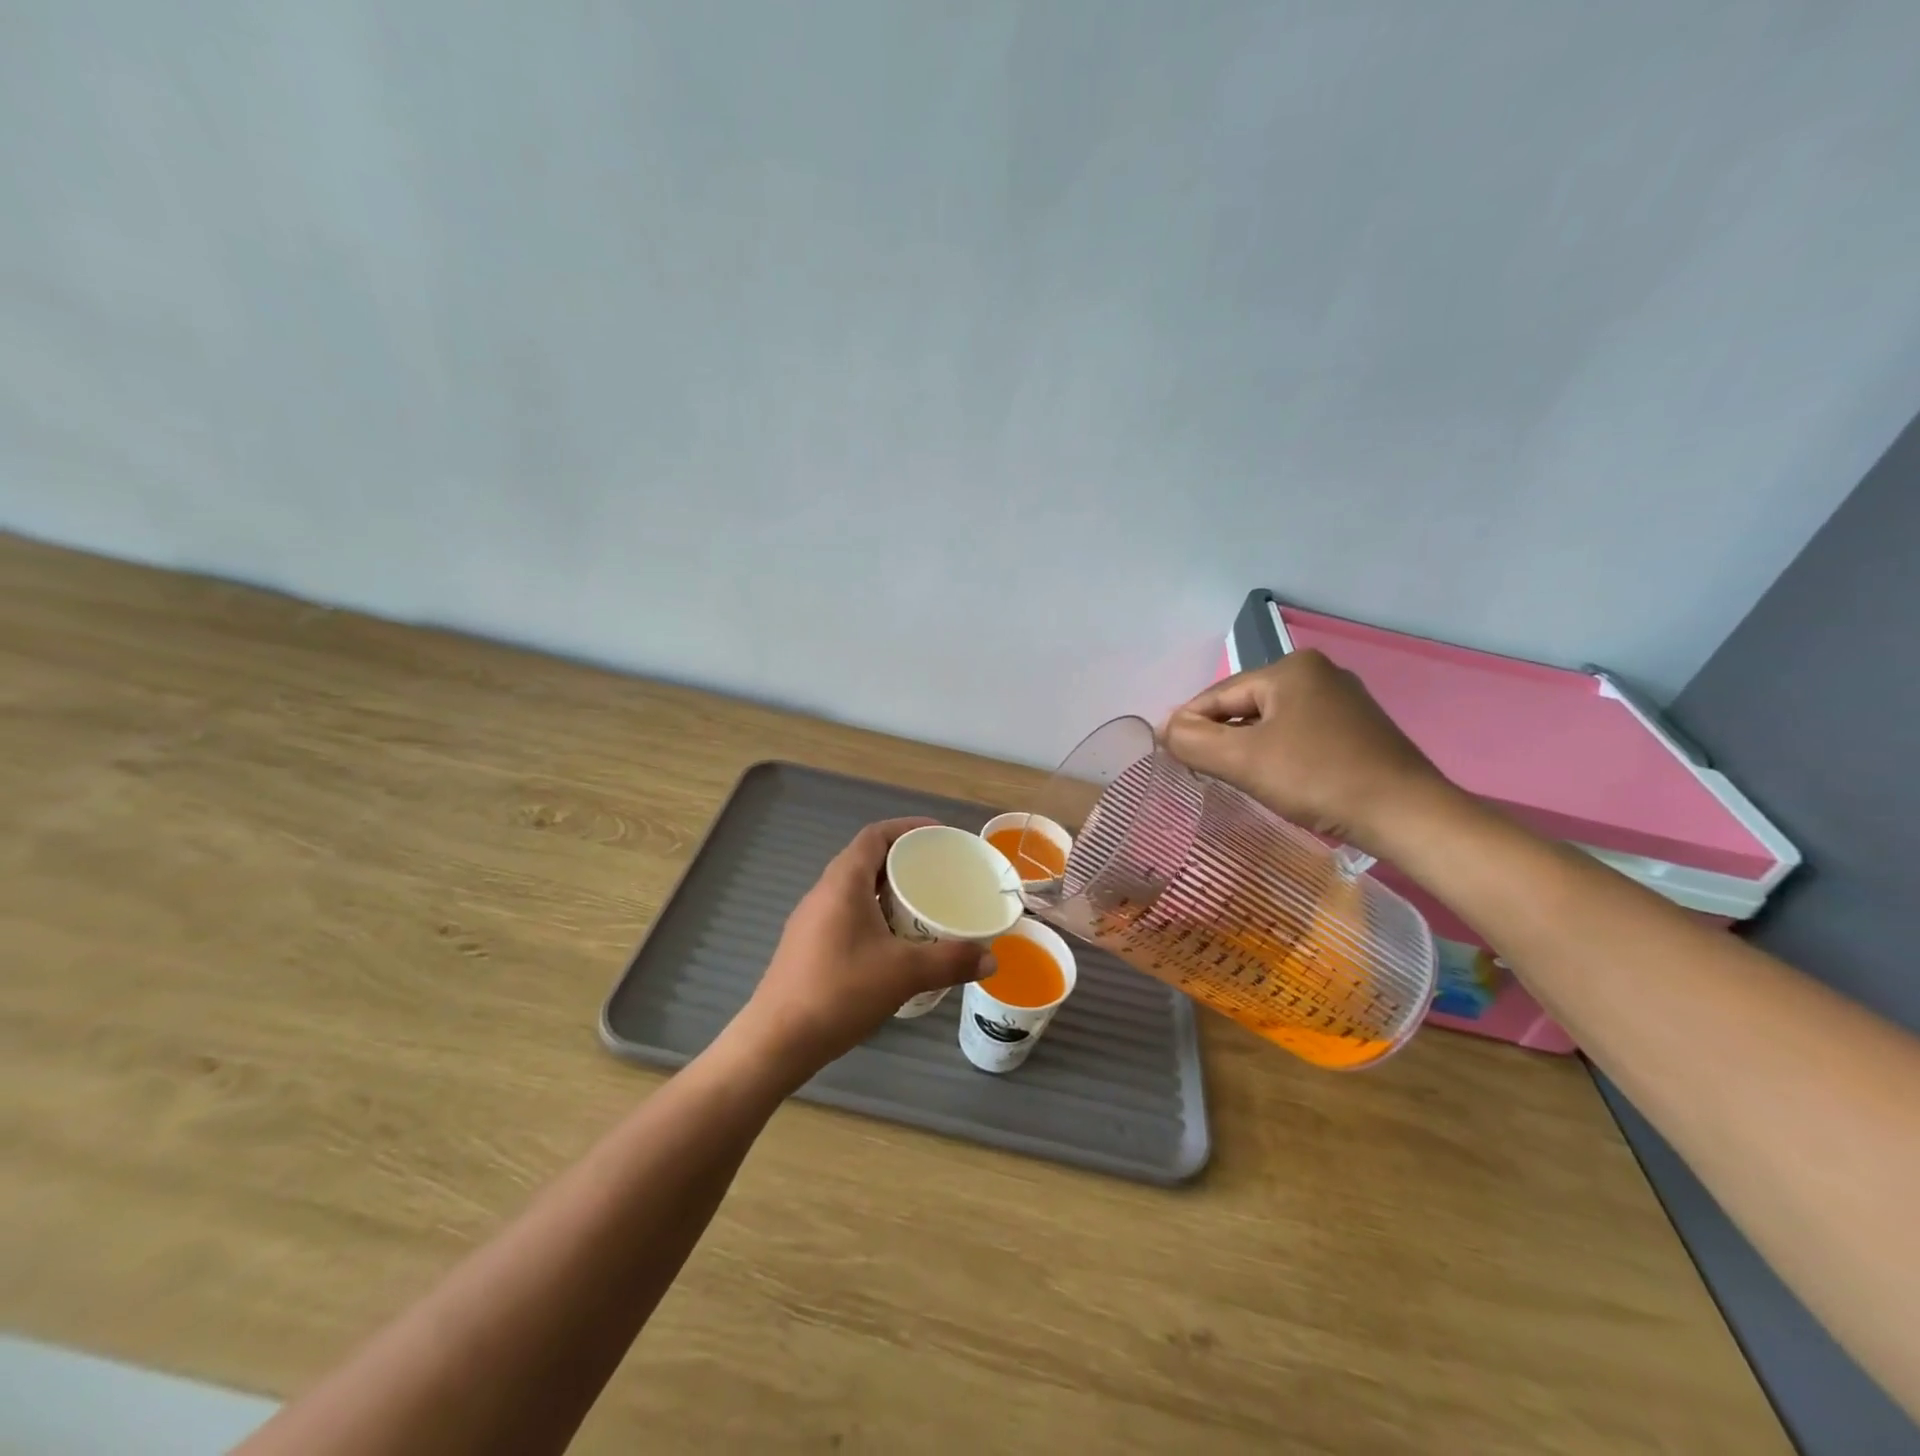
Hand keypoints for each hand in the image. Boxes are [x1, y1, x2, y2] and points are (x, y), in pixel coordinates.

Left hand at [728, 818, 991, 1081]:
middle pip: (866, 859)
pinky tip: (894, 943)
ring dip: (888, 890)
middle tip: (939, 873)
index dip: (908, 827)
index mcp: (843, 882)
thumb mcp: (904, 974)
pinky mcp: (807, 945)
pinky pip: (847, 913)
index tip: (939, 836)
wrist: (776, 1041)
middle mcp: (823, 892)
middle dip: (904, 860)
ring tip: (923, 906)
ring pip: (855, 889)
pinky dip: (874, 914)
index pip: (875, 835)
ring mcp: (811, 920)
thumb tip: (992, 959)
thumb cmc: (839, 992)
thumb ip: (951, 961)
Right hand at [1162, 650, 1451, 855]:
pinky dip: (1277, 752)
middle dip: (1219, 736)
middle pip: (1245, 705)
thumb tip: (1164, 728)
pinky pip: (1299, 733)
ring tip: (1231, 776)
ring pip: (1272, 721)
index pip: (1218, 694)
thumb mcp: (1243, 761)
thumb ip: (1193, 741)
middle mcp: (1318, 673)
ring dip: (1246, 746)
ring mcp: (1343, 700)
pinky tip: (1274, 777)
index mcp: (1290, 668)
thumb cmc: (1318, 779)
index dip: (1187, 724)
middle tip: (1197, 770)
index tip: (1166, 753)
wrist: (1407, 815)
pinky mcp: (1359, 728)